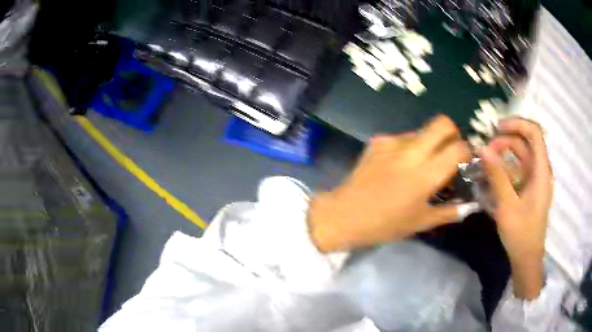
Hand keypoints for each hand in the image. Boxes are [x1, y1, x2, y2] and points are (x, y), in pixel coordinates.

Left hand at [308, 115, 470, 252]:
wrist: (343, 215)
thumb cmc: (384, 224)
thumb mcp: (420, 222)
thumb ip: (448, 212)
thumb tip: (468, 207)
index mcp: (425, 175)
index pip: (458, 148)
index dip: (467, 151)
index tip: (465, 161)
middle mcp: (411, 152)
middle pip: (442, 123)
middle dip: (452, 133)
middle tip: (450, 151)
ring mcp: (392, 143)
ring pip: (422, 130)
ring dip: (429, 142)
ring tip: (422, 163)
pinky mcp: (377, 142)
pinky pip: (402, 137)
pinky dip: (409, 147)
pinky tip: (400, 165)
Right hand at [480, 118, 552, 299]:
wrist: (526, 258)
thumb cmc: (521, 234)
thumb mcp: (508, 205)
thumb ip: (497, 175)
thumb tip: (482, 148)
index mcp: (541, 171)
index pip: (534, 133)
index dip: (517, 124)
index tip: (497, 129)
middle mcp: (540, 171)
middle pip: (524, 143)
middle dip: (505, 142)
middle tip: (485, 152)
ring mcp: (534, 180)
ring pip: (520, 156)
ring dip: (503, 155)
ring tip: (485, 163)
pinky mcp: (528, 189)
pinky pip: (517, 170)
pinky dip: (504, 169)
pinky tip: (491, 177)